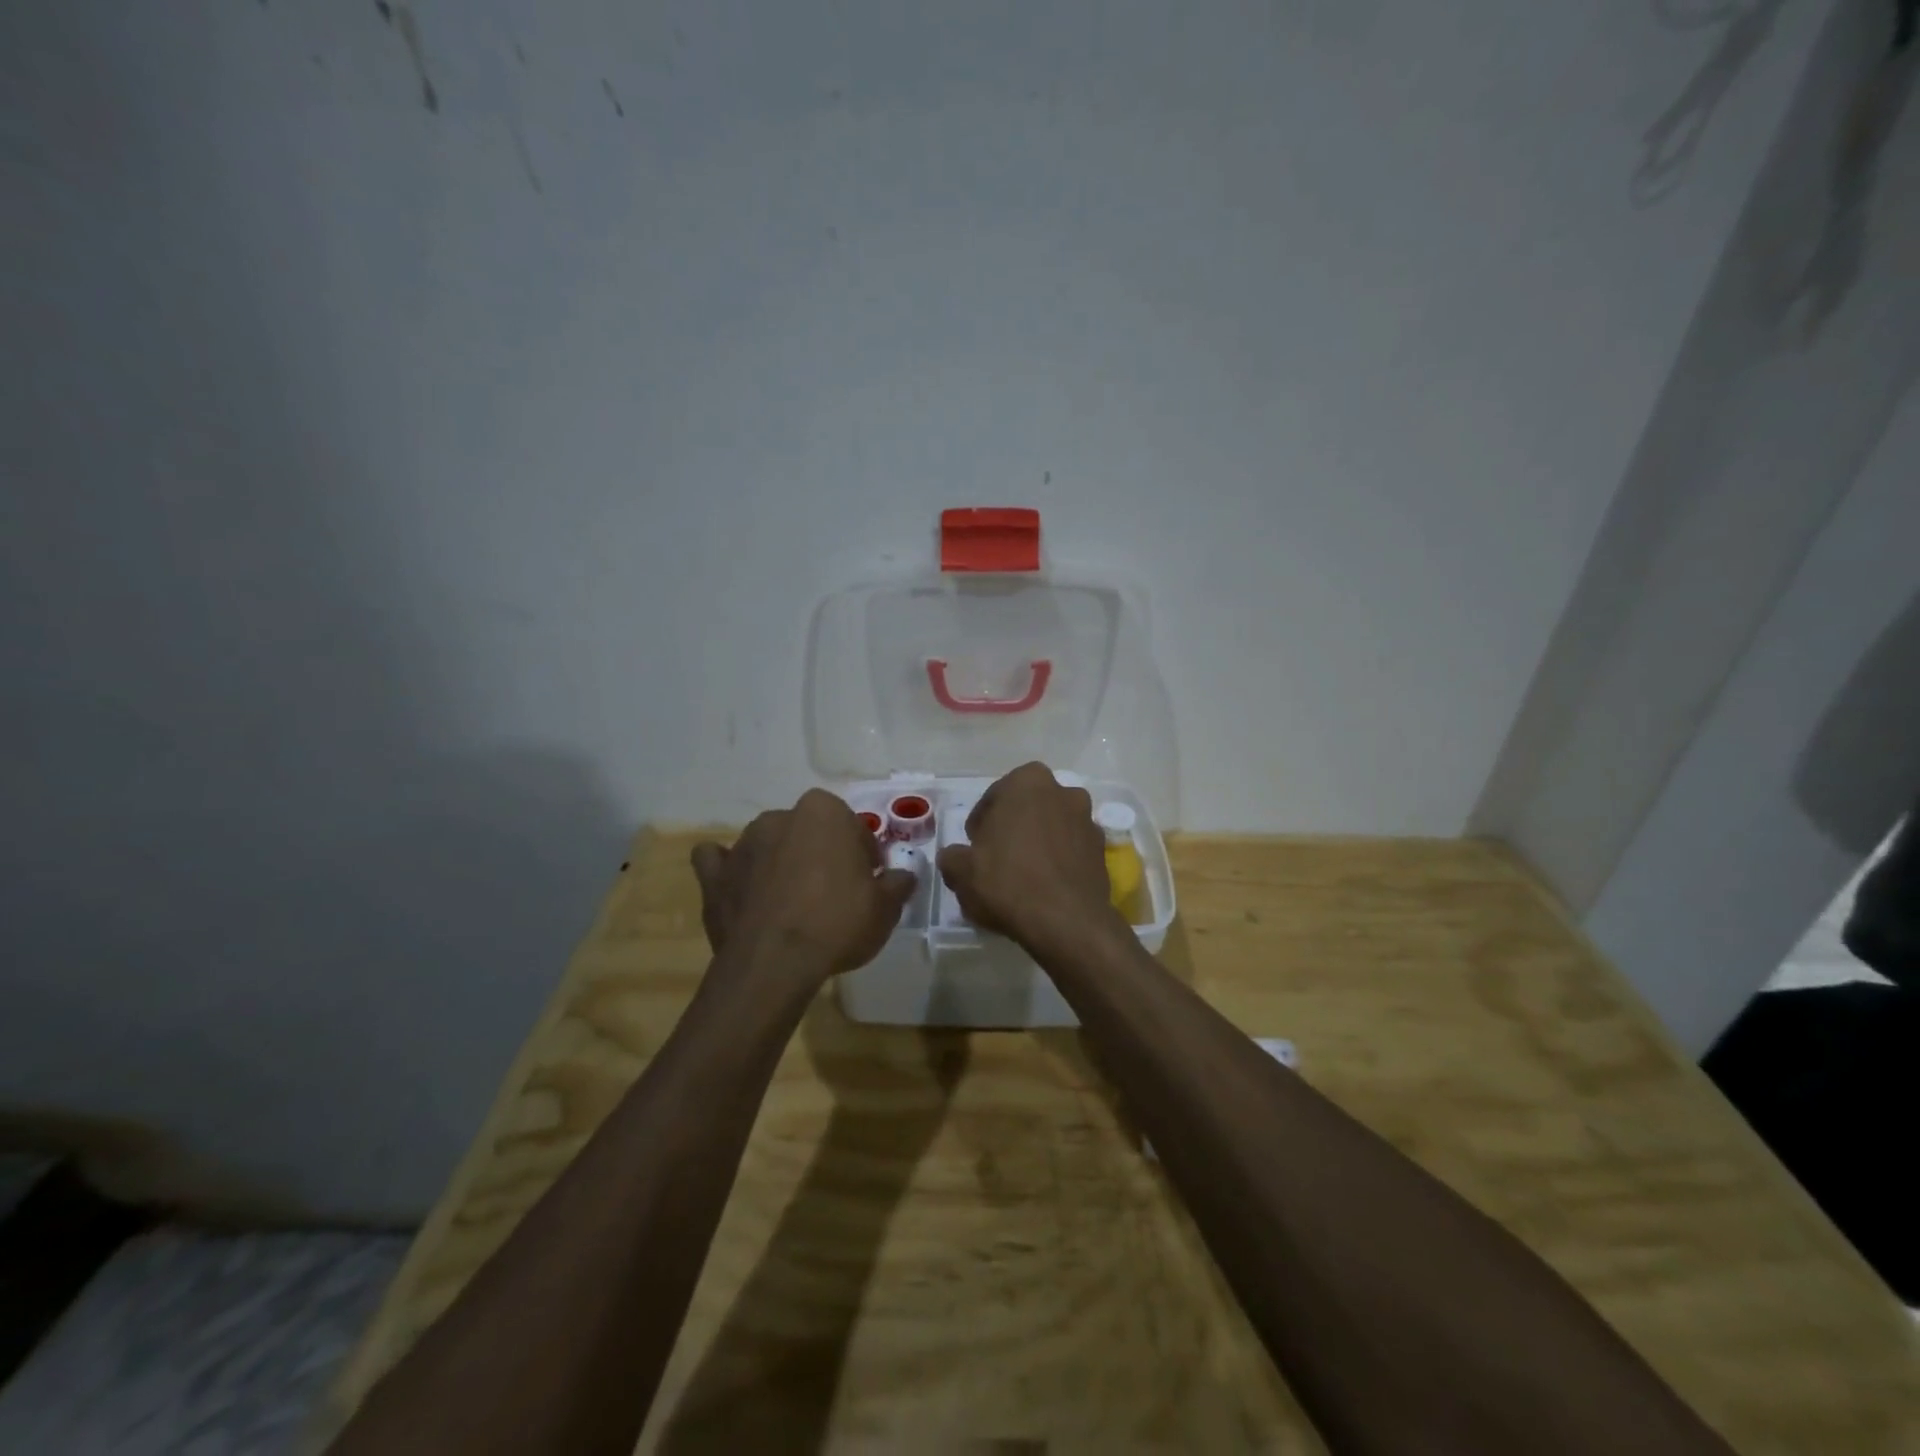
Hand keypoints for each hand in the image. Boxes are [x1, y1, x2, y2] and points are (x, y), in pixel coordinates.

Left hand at [691, 790, 917, 988]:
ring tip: (791, 902)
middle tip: (833, 892)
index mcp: (823, 812)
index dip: (863, 855)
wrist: (775, 963)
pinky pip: (718, 862)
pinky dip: (728, 870)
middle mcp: (780, 817)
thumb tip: (904, 876)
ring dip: (780, 862)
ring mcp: (742, 844)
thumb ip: (897, 884)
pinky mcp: (714, 875)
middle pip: (808, 832)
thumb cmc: (838, 923)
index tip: (868, 882)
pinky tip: (740, 887)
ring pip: (768, 844)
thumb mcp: (885, 908)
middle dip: (820, 854)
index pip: (852, 827)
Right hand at [937, 761, 1121, 952]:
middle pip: (1028, 809)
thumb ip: (952, 857)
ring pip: (1052, 828)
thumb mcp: (961, 871)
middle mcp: (1064, 792)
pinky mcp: (1103, 851)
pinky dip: (1058, 862)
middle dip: (1013, 828)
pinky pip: (1071, 851)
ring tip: (1021, 876)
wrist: (1066, 922)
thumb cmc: (1007, 882)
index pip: (994, 797)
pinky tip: (1044, 887)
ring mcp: (1088, 821)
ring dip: (1038, 843)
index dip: (980, 824)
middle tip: (995, 858)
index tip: (974, 847)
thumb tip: (954, 857)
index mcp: (1028, 782)